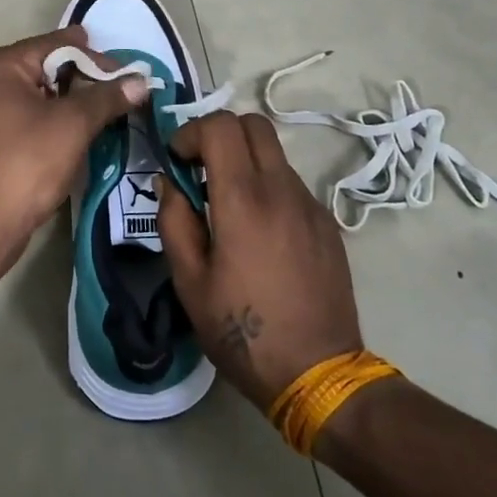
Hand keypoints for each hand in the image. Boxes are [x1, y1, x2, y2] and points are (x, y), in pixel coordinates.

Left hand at [0, 26, 146, 262]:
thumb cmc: (27, 164)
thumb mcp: (73, 125)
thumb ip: (107, 97)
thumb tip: (140, 81)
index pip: (55, 45)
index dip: (95, 57)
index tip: (127, 72)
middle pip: (42, 66)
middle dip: (81, 77)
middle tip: (117, 91)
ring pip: (32, 92)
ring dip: (66, 100)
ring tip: (101, 111)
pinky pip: (20, 114)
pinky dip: (47, 117)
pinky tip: (72, 130)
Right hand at [158, 112, 364, 409]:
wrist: (318, 372)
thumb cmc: (242, 331)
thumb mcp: (189, 282)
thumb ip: (174, 222)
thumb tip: (169, 183)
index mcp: (243, 200)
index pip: (221, 127)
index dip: (191, 132)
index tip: (178, 161)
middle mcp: (282, 190)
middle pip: (254, 124)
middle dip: (220, 134)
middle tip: (200, 170)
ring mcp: (311, 205)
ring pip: (275, 154)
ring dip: (245, 161)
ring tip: (227, 206)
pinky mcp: (327, 224)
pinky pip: (292, 184)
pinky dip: (268, 187)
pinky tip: (259, 232)